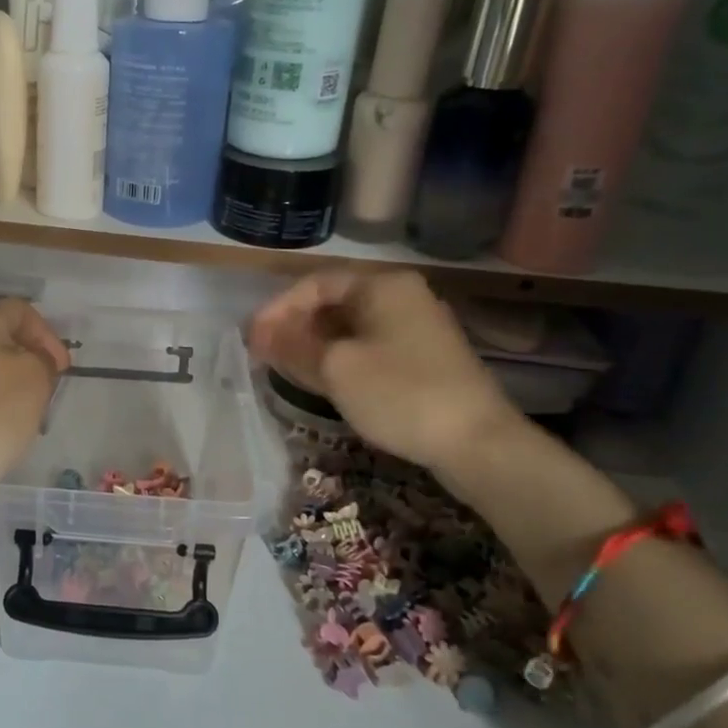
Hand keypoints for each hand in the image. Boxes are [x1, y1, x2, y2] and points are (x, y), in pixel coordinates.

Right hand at [247, 271, 522, 477]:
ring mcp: (416, 328)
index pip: (314, 284)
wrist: (476, 442)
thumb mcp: (336, 368)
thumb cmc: (399, 393)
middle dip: (294, 327)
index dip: (277, 309)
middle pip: (333, 303)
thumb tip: (259, 334)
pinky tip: (320, 379)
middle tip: (263, 354)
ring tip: (283, 367)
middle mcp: (401, 297)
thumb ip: (292, 346)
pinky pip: (368, 348)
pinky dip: (339, 359)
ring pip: (350, 328)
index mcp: (382, 286)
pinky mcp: (423, 359)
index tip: (251, 338)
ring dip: (314, 345)